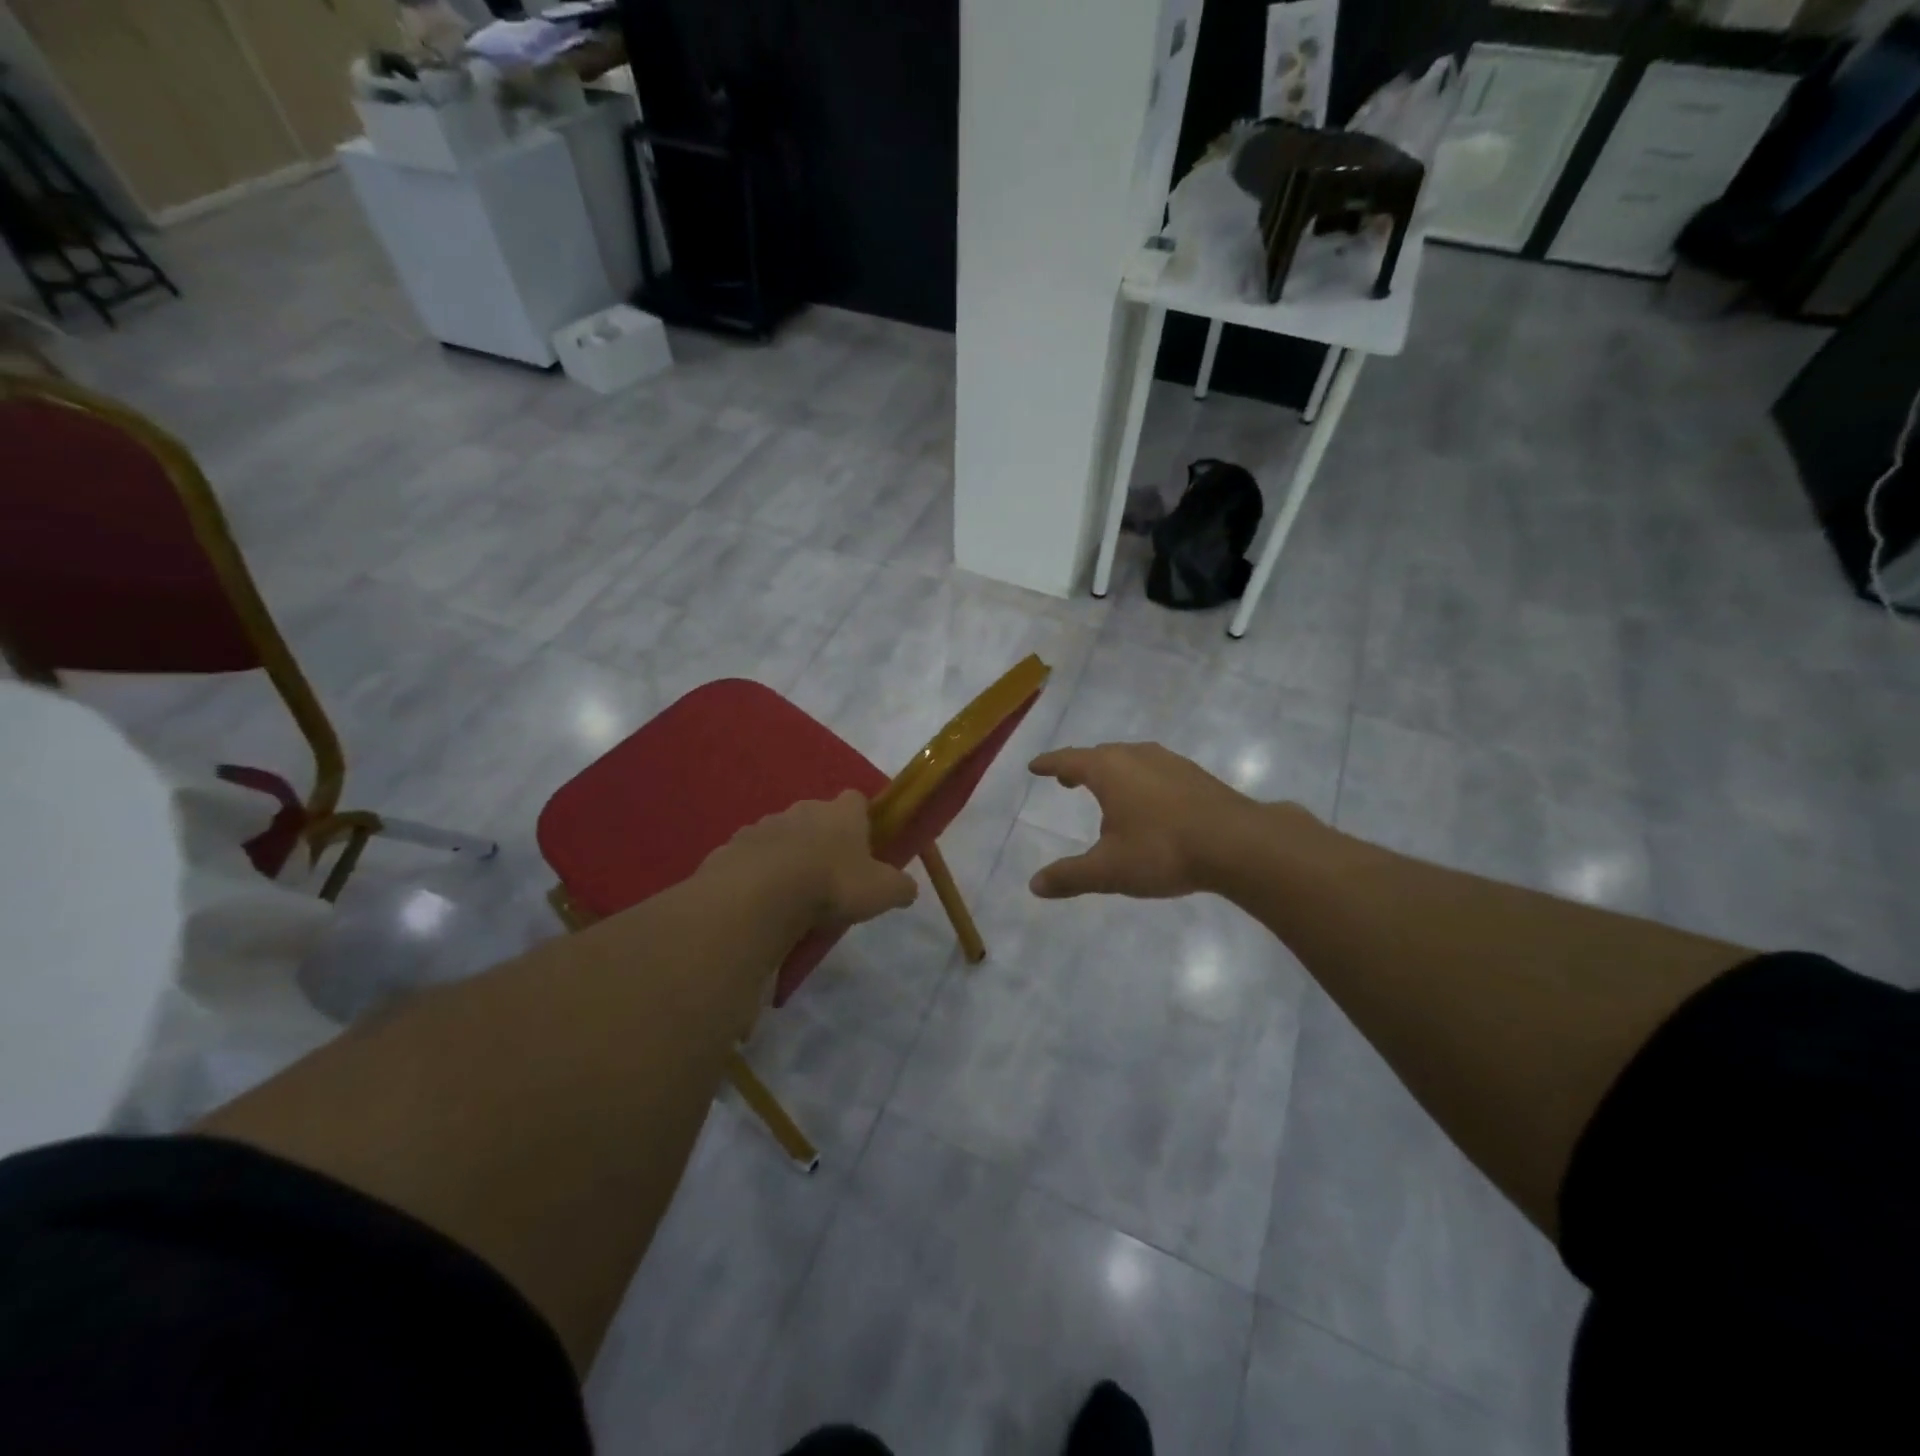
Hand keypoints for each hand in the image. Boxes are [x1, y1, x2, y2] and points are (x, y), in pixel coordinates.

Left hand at [711, 790, 917, 928]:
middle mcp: (804, 809)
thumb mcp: (881, 891)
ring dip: (788, 854)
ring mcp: (765, 825)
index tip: (864, 844)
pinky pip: (752, 856)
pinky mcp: (734, 846)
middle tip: (829, 875)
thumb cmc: (832, 884)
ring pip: (782, 835)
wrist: (761, 894)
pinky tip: (762, 899)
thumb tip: (908, 888)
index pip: (856, 800)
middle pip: (817, 816)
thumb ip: (900, 887)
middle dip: (823, 838)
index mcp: (841, 813)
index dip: (861, 819)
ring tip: (793, 892)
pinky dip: (758, 871)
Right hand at [1026, 743, 1276, 899]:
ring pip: (1131, 760)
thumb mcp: (1109, 870)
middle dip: (1080, 767)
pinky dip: (1140, 780)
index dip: (1049, 764)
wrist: (1239, 843)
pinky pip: (1155, 770)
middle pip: (1100, 755)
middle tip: (1067, 780)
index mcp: (1109, 770)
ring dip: (1112, 772)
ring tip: (1107, 790)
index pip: (1069, 760)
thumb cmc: (1163, 850)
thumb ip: (1070, 876)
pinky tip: (1150, 802)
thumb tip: (1034, 885)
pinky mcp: (1196, 775)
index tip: (1035, 766)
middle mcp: (1137, 756)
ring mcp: (1170, 762)